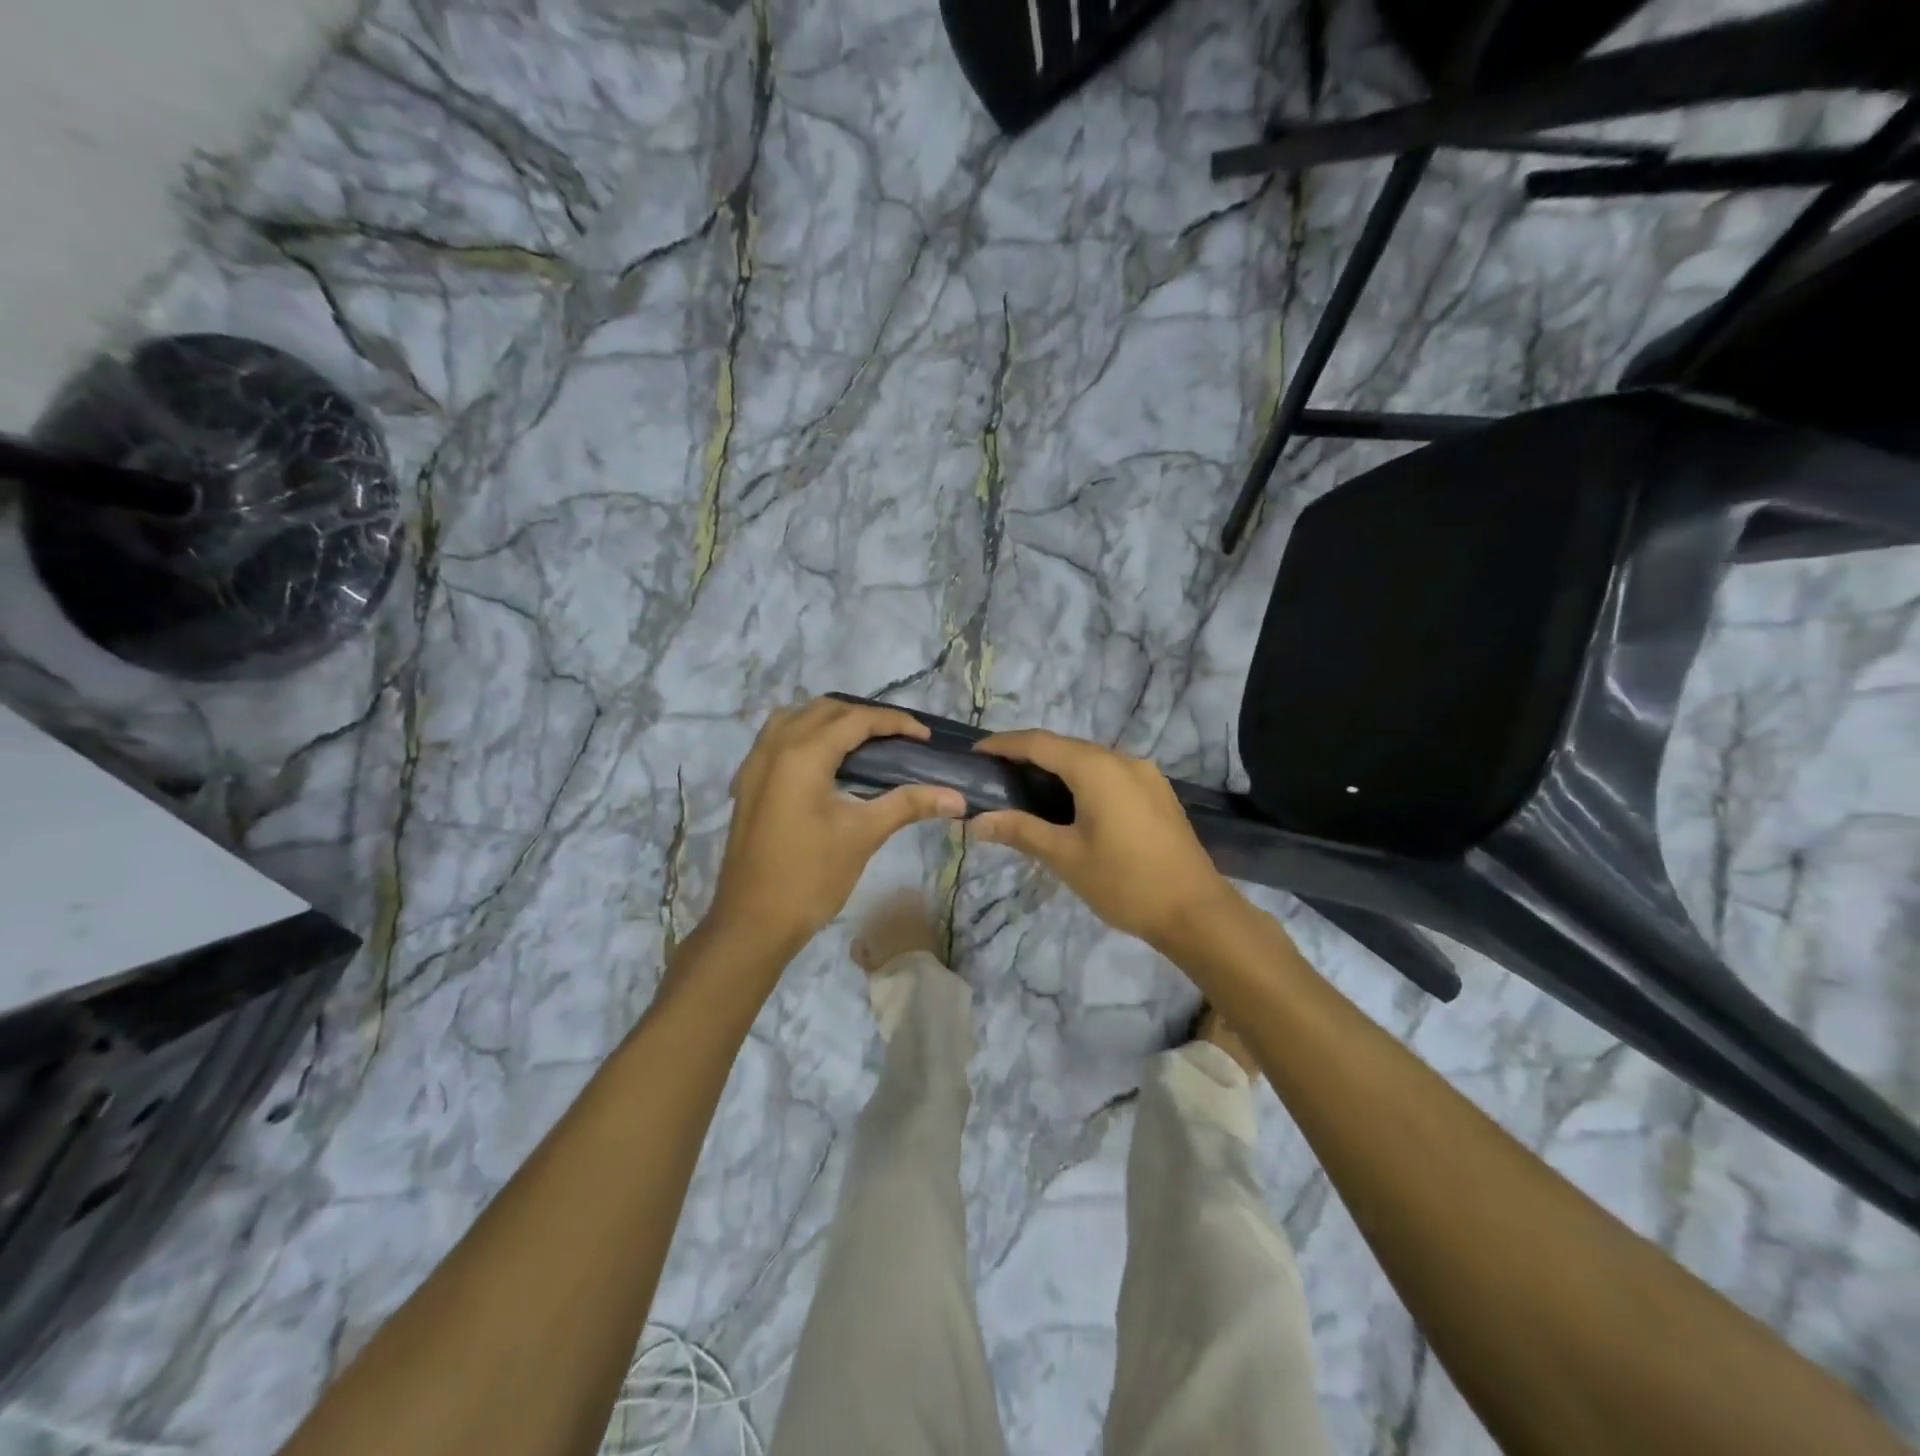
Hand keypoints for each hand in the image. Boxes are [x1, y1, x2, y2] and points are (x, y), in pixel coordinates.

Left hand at [706, 698, 965, 959]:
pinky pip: (776, 738)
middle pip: (824, 710)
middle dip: (864, 716)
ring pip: (795, 718)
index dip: (894, 722)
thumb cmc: (810, 877)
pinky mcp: (747, 784)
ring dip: (830, 720)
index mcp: (802, 755)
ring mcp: (754, 765)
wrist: (752, 922)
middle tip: (899, 738)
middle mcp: (774, 748)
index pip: (855, 719)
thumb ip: (908, 804)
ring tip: (862, 742)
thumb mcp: (863, 835)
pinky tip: (823, 762)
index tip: (925, 736)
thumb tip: (956, 796)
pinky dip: (804, 734)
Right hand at [969, 730, 1236, 950]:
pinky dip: (1082, 780)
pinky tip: (1069, 805)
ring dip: (1057, 769)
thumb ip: (1020, 830)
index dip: (1004, 744)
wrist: (1195, 911)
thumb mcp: (1065, 857)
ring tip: (1027, 791)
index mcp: (1097, 768)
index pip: (1039, 743)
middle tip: (997, 776)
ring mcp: (1145, 775)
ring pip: (1090, 760)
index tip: (976, 753)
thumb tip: (977, 821)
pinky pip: (1110, 774)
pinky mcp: (1158, 793)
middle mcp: (1123, 760)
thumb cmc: (1124, 882)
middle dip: (1029, 756)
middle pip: (1066, 747)